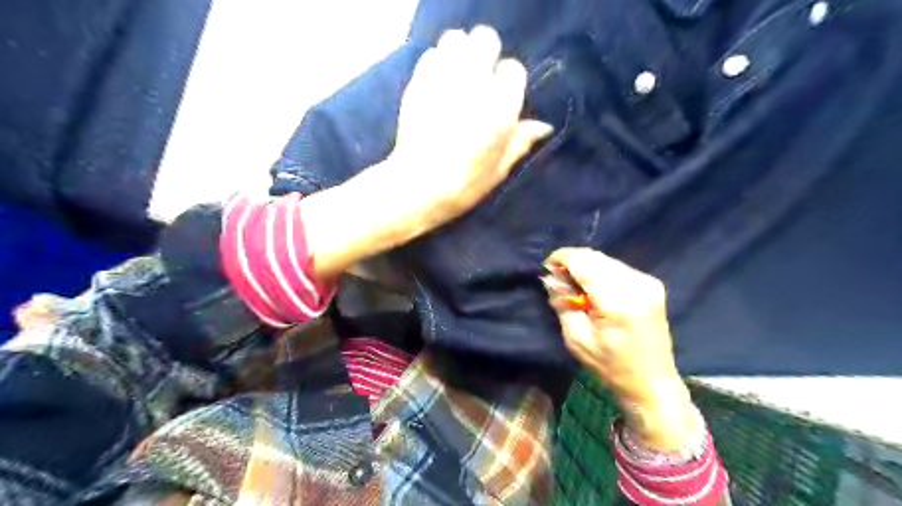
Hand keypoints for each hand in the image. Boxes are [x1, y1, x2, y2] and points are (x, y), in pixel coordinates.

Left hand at [304, 26, 549, 278]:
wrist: (417, 187)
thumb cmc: (464, 185)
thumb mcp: (499, 169)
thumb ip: (521, 141)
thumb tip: (544, 126)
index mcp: (500, 108)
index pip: (513, 68)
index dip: (507, 80)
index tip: (501, 94)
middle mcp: (474, 86)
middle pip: (485, 39)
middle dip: (486, 54)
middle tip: (480, 76)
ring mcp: (443, 81)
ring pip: (455, 39)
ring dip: (460, 52)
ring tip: (458, 76)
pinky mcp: (418, 83)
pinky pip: (431, 55)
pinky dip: (437, 63)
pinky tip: (438, 83)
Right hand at [543, 248, 696, 449]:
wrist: (652, 382)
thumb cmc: (611, 366)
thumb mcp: (577, 339)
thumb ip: (562, 303)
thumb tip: (550, 278)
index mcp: (617, 301)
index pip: (583, 262)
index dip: (561, 258)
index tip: (546, 267)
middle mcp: (636, 284)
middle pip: (595, 257)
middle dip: (572, 261)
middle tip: (557, 278)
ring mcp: (648, 282)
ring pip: (606, 259)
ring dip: (586, 266)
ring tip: (574, 285)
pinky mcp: (653, 285)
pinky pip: (618, 267)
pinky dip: (601, 271)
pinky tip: (594, 289)